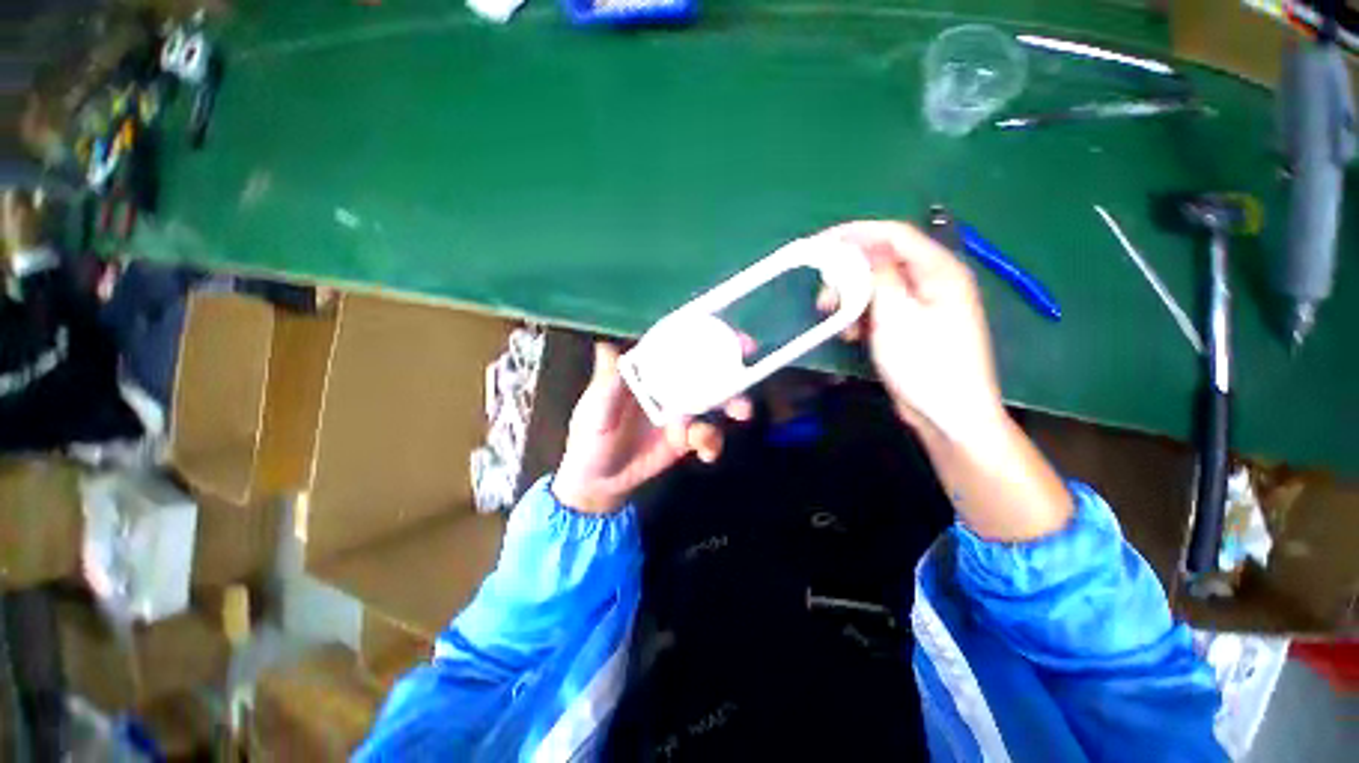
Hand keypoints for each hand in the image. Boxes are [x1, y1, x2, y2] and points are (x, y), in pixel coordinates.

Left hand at [553, 342, 751, 514]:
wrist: (599, 482)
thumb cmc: (591, 438)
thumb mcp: (596, 409)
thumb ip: (607, 382)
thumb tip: (606, 343)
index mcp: (649, 372)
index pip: (677, 346)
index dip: (701, 334)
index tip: (728, 330)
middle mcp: (669, 387)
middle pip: (705, 369)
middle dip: (731, 364)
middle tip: (750, 365)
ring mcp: (682, 413)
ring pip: (715, 401)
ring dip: (733, 404)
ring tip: (741, 413)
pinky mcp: (687, 439)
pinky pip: (709, 435)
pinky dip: (713, 443)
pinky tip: (706, 455)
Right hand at [817, 221, 1005, 443]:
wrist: (947, 413)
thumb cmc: (925, 363)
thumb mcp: (896, 315)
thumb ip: (879, 275)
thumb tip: (863, 246)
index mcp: (939, 269)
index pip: (893, 234)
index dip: (855, 234)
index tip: (820, 244)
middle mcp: (932, 280)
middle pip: (882, 260)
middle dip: (847, 274)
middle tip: (823, 296)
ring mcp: (922, 303)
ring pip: (877, 285)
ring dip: (850, 298)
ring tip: (833, 318)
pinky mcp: (910, 323)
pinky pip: (880, 307)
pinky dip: (860, 316)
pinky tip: (850, 335)